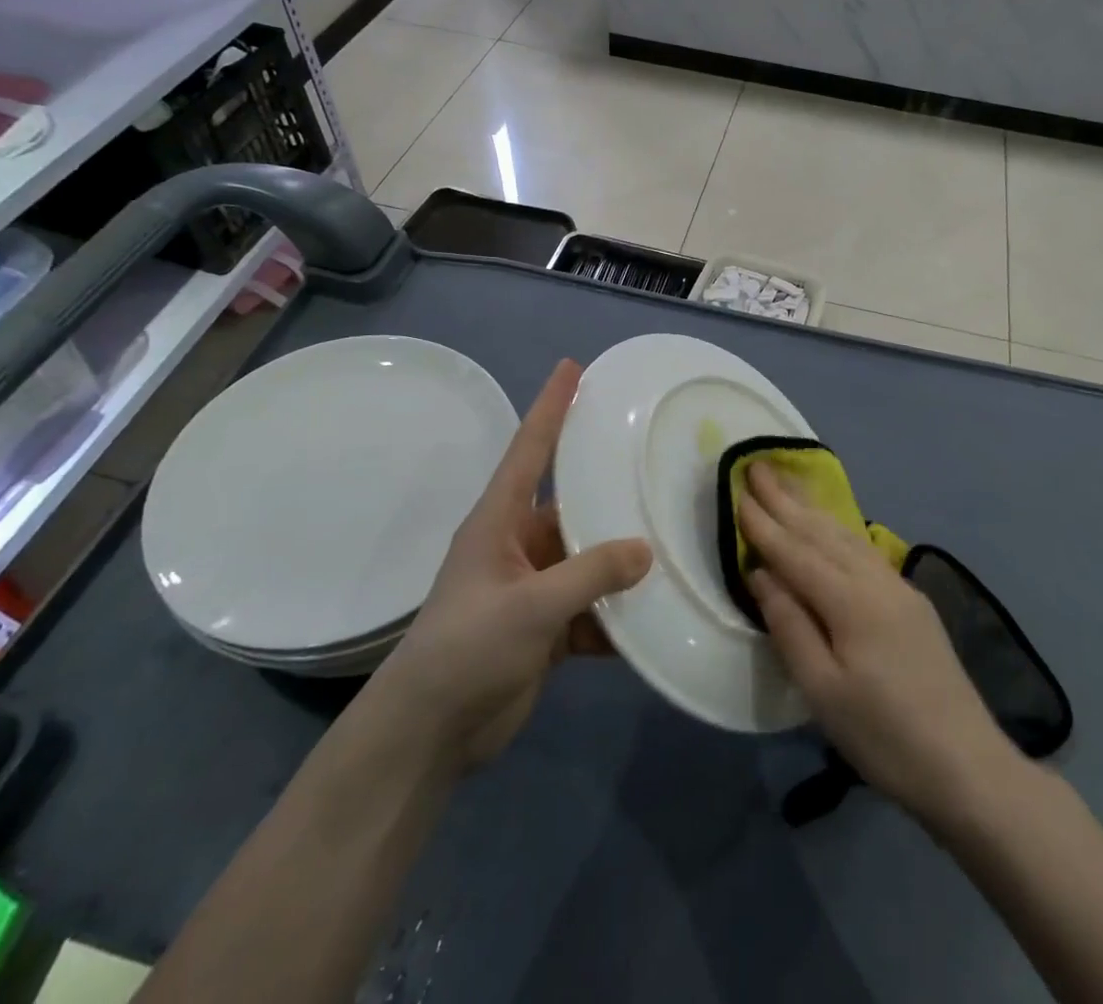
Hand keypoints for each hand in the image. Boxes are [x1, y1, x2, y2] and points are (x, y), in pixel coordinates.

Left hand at [371, 360, 651, 772]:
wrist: (430, 734)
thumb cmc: (466, 649)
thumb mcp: (529, 606)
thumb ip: (590, 574)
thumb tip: (647, 548)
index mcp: (500, 520)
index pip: (530, 448)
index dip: (551, 406)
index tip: (572, 367)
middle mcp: (519, 543)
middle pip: (572, 502)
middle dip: (608, 486)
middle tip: (654, 458)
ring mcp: (534, 586)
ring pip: (588, 557)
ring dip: (622, 557)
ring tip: (672, 537)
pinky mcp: (547, 626)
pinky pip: (593, 607)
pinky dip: (618, 613)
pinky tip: (656, 614)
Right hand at [740, 464, 1016, 821]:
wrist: (968, 767)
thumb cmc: (885, 736)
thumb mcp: (823, 692)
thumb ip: (789, 626)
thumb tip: (762, 574)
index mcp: (851, 601)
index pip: (796, 553)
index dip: (764, 524)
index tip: (738, 491)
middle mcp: (876, 581)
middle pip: (822, 533)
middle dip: (786, 500)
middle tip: (759, 466)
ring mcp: (899, 588)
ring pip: (846, 537)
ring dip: (812, 510)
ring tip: (788, 485)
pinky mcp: (913, 602)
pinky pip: (864, 551)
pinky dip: (839, 531)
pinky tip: (832, 528)